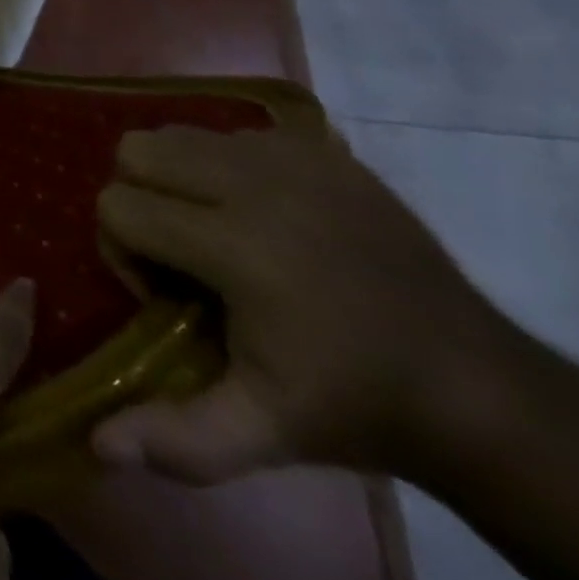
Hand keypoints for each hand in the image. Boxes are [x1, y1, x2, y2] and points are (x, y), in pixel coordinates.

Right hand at [93, 120, 513, 483]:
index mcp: (236, 246)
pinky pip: (232, 134)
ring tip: (218, 230)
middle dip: (141, 199)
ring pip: (178, 133)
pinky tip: (264, 216)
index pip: (117, 206)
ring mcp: (294, 158)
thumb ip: (180, 438)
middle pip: (135, 150)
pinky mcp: (323, 150)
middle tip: (184, 253)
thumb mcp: (264, 432)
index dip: (126, 255)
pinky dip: (227, 166)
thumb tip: (98, 446)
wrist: (480, 389)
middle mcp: (256, 184)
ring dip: (178, 178)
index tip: (170, 299)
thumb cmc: (354, 407)